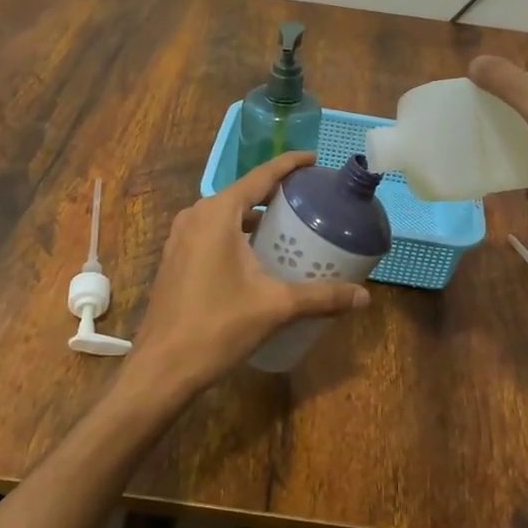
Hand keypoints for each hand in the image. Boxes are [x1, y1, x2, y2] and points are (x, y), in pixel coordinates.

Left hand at [122, 151, 369, 400]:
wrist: (163, 367)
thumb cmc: (218, 326)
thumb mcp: (276, 307)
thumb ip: (322, 297)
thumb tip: (364, 298)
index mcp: (217, 213)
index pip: (260, 176)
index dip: (289, 165)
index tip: (314, 159)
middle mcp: (196, 216)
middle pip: (243, 193)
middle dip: (275, 193)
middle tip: (310, 198)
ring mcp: (181, 238)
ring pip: (226, 214)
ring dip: (255, 216)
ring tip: (289, 225)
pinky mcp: (176, 258)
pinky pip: (212, 232)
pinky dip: (237, 233)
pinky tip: (258, 255)